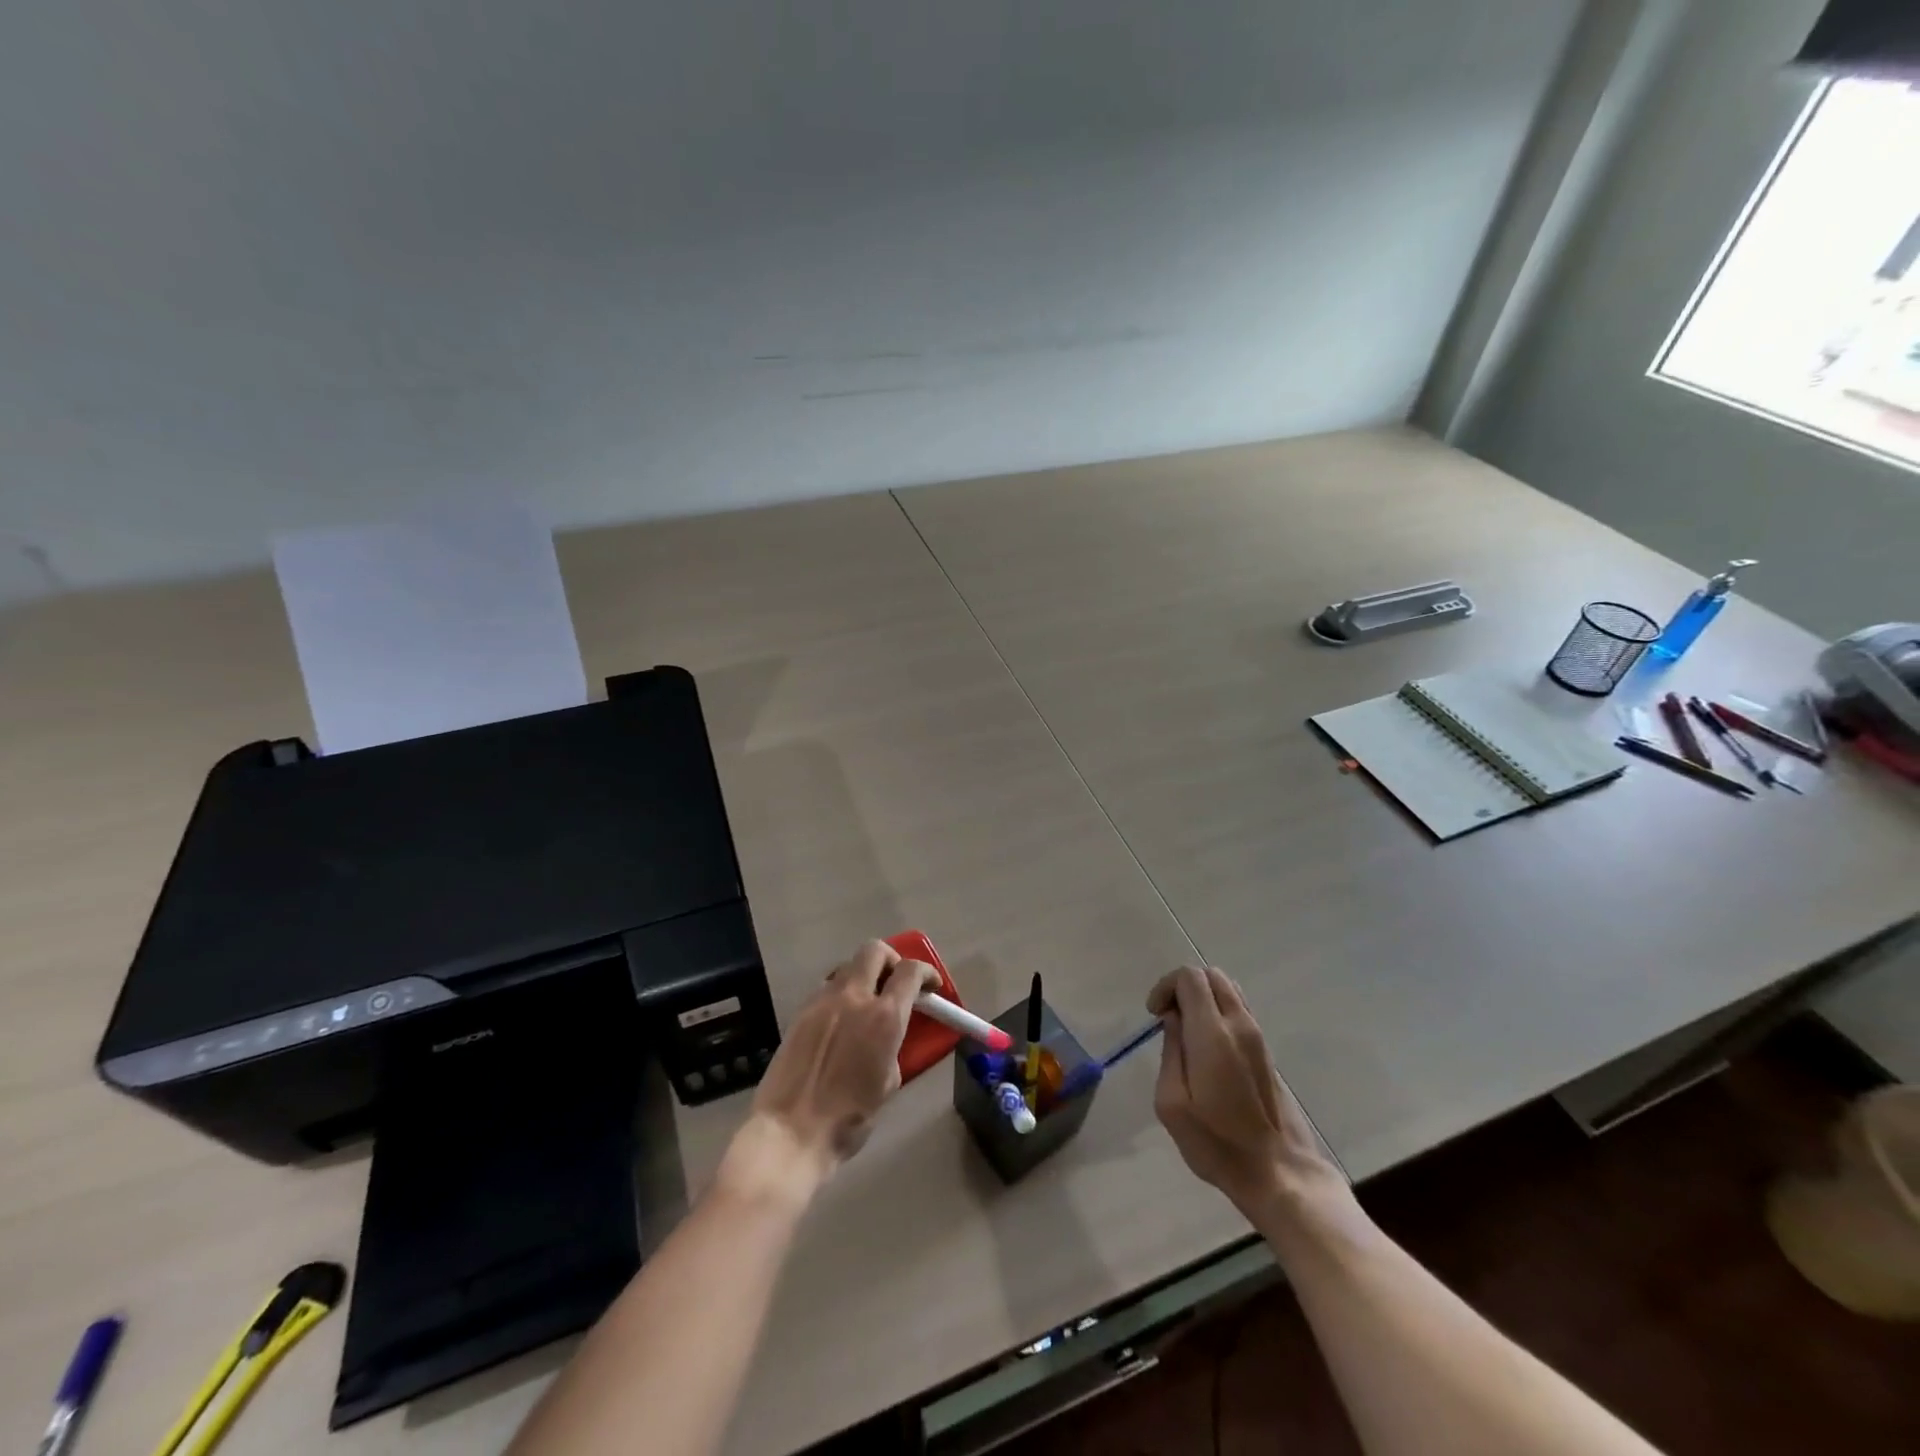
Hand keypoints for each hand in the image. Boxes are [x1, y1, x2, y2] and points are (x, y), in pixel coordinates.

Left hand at [722, 941, 937, 1200]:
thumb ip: (893, 1047)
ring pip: (847, 966)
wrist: (789, 1133)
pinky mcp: (800, 1012)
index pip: (910, 972)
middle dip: (891, 960)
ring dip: (863, 976)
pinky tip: (841, 1021)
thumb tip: (888, 1035)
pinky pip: (826, 988)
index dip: (926, 972)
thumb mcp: (888, 1084)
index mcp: (883, 1017)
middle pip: (875, 951)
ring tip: (867, 1002)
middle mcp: (853, 997)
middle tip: (897, 981)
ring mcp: (822, 1001)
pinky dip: (841, 994)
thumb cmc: (848, 1119)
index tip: (931, 985)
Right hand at [1149, 965, 1341, 1214]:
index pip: (1190, 977)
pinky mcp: (1266, 1052)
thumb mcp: (1172, 1104)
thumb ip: (1170, 1052)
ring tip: (1186, 1031)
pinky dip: (1218, 1012)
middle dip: (1183, 987)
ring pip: (1229, 990)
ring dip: (1203, 998)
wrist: (1278, 1172)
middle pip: (1212, 975)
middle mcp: (1239, 1025)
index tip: (1155, 1015)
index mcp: (1213, 1034)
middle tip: (1168, 1018)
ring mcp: (1258, 1037)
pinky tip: (1207, 1047)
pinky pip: (1239, 1011)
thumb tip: (1173, 1021)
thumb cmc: (1217, 1143)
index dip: (1166, 986)